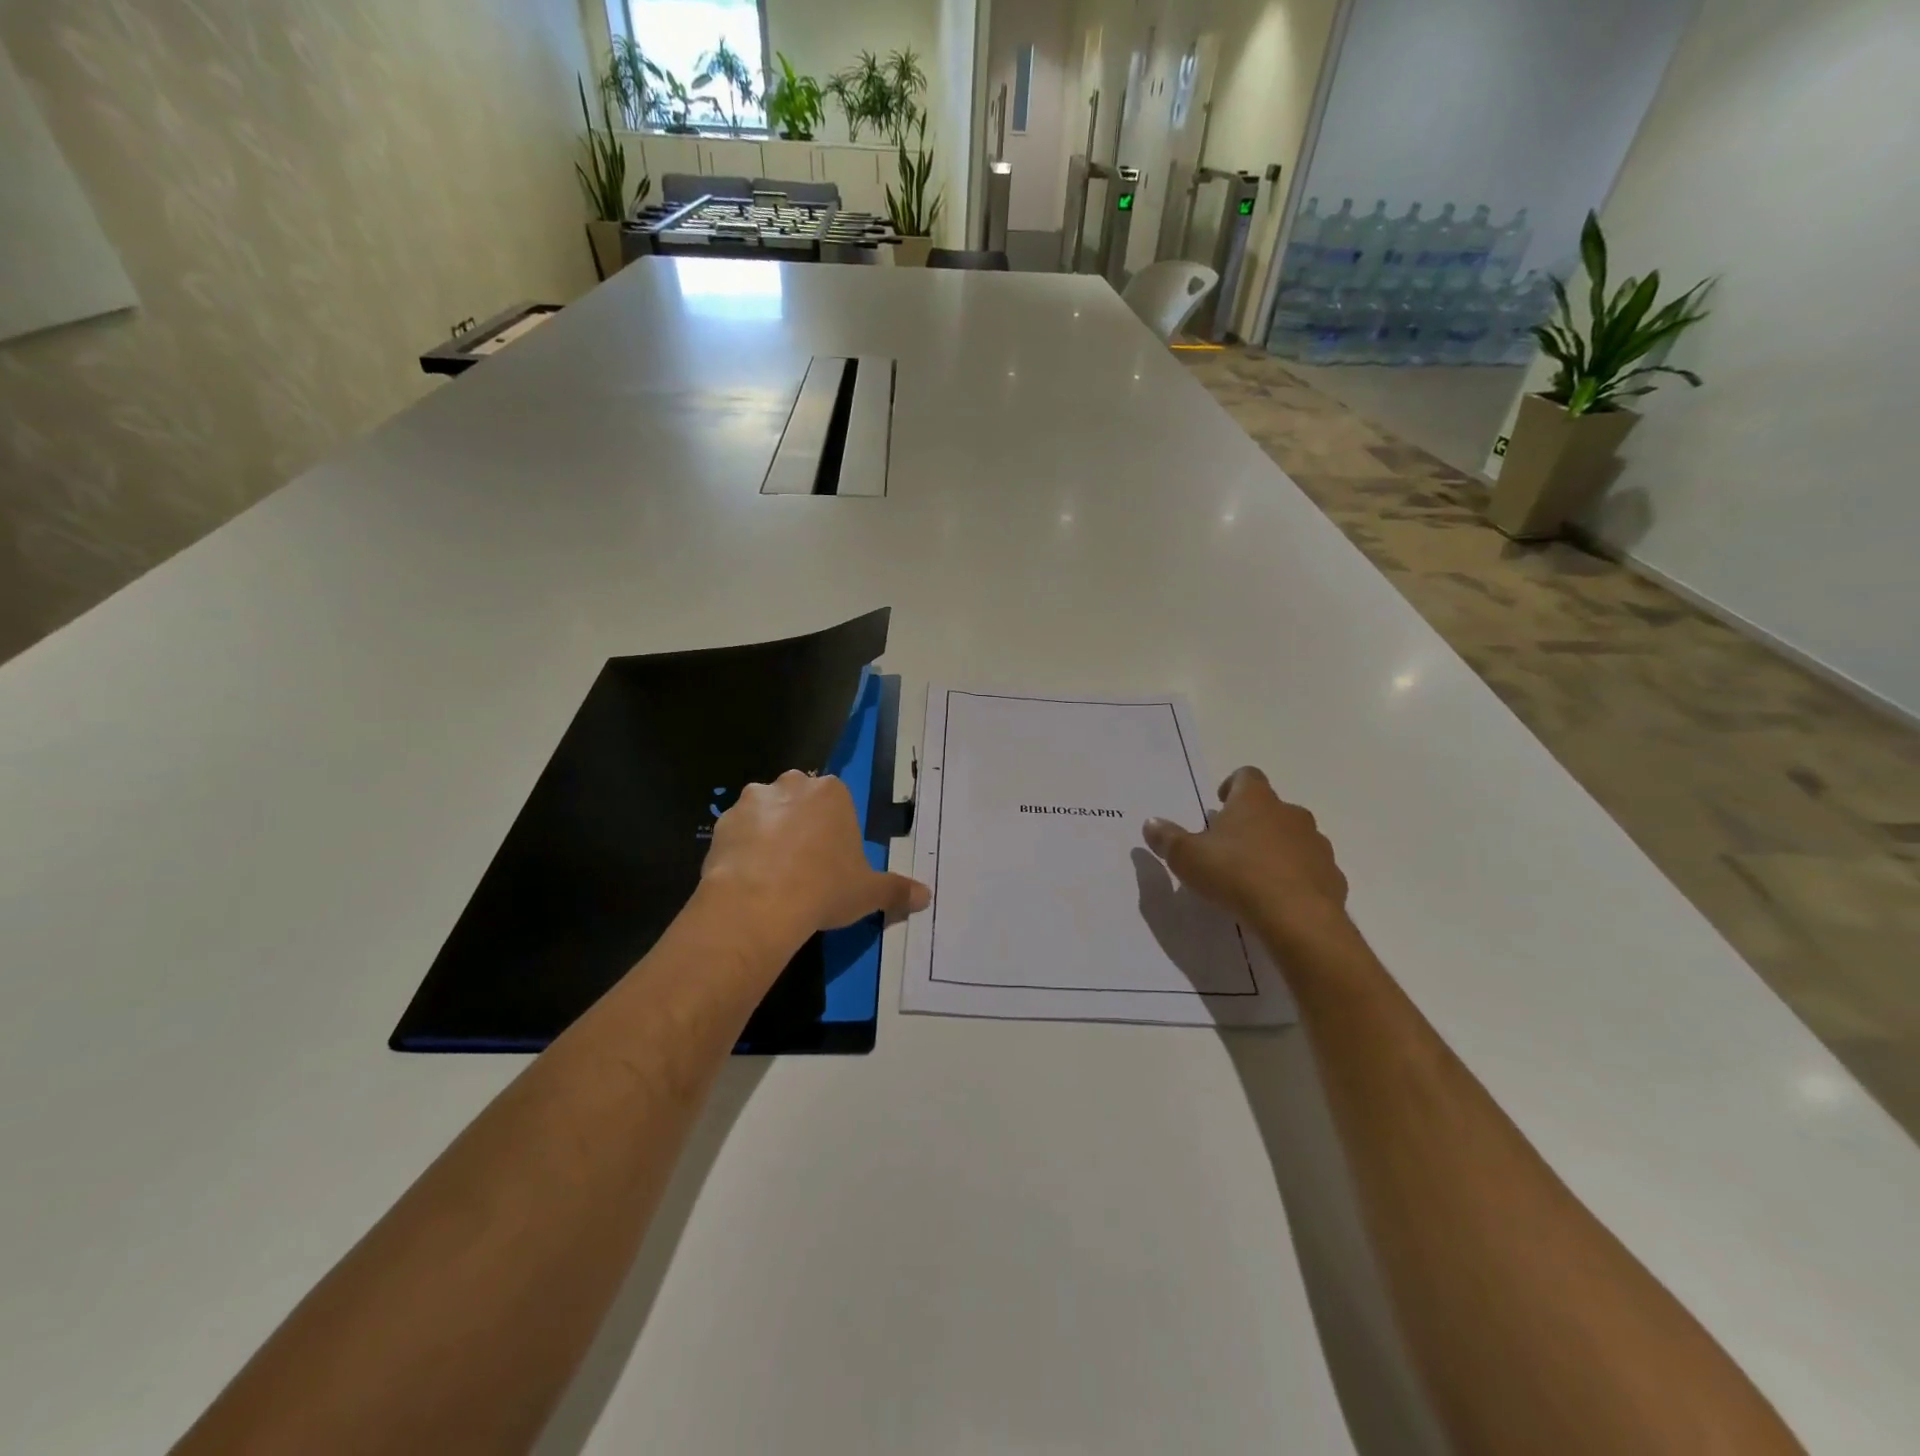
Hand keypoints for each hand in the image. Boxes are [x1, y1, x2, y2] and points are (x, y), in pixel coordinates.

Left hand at [700, 770, 930, 957]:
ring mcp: (752, 800)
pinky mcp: (722, 822)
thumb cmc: (824, 888)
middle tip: (803, 864)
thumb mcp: (869, 892)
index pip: (836, 801)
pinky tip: (747, 879)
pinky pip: (737, 832)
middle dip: (800, 822)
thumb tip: (926, 897)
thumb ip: (898, 890)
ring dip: (768, 832)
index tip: (832, 859)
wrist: (759, 903)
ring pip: (765, 811)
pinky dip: (741, 849)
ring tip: (771, 873)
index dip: (834, 830)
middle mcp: (792, 784)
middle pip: (799, 798)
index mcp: (832, 793)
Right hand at [1142, 766, 1351, 951]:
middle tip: (1230, 845)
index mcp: (1255, 801)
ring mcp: (1316, 844)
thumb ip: (1167, 838)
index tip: (1220, 803)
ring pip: (1294, 838)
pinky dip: (1296, 877)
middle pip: (1272, 807)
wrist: (1297, 918)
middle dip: (1253, 822)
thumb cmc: (1236, 875)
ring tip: (1254, 875)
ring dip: (1276, 849)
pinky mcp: (1332, 876)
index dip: (1233, 786)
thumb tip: (1151, 823)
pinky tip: (1278, 899)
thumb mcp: (1187, 857)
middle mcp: (1290, 814)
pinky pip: (1310, 869)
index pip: (1247, 776)